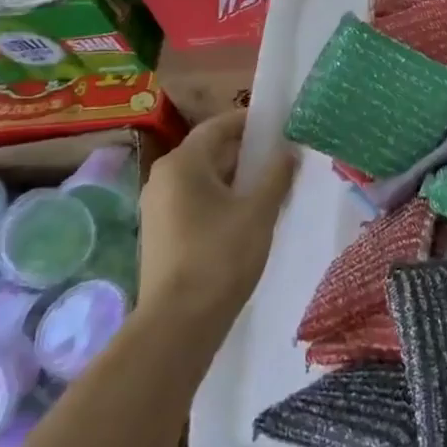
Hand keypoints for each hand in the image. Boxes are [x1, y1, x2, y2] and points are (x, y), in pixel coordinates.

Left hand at [138, 110, 295, 327]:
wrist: (178, 323)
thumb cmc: (221, 256)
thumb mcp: (258, 211)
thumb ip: (276, 175)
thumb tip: (289, 150)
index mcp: (183, 163)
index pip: (218, 126)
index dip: (249, 123)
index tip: (279, 125)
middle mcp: (163, 178)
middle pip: (209, 152)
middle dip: (246, 153)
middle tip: (282, 158)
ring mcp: (158, 207)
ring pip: (202, 179)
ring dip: (235, 178)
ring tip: (270, 187)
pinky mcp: (161, 233)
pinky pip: (194, 201)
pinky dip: (220, 200)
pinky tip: (246, 216)